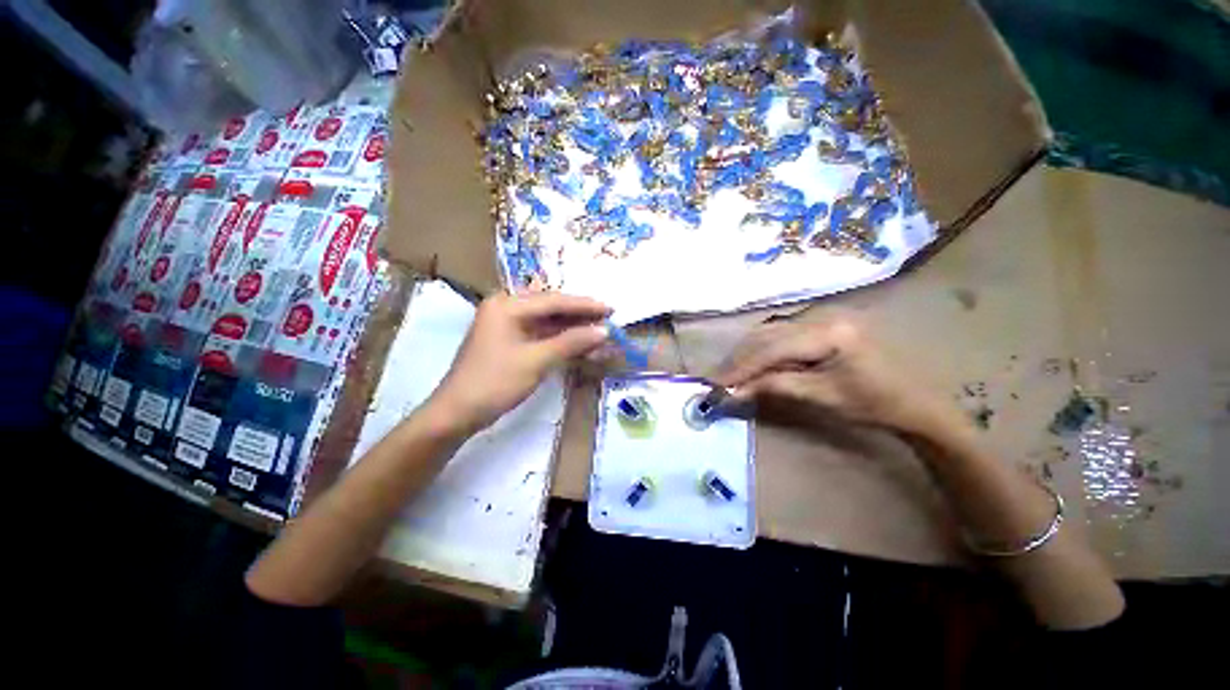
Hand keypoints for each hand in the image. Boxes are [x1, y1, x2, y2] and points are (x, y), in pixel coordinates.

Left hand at [425, 292, 610, 433]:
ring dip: (573, 330)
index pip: (554, 300)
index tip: (611, 309)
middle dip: (580, 316)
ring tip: (600, 334)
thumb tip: (604, 331)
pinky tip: (581, 346)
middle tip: (608, 320)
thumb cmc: (495, 382)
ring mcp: (508, 326)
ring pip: (548, 323)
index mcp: (507, 305)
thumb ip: (571, 342)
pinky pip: (542, 336)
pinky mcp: (511, 342)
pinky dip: (561, 342)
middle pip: (551, 308)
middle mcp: (507, 309)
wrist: (458, 413)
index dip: (584, 305)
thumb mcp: (536, 361)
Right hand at [712, 317, 965, 435]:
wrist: (916, 401)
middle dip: (740, 359)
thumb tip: (735, 391)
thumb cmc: (874, 403)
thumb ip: (775, 387)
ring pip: (770, 332)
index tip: (718, 384)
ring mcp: (822, 317)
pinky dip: (762, 350)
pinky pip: (781, 334)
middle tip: (719, 380)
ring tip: (731, 374)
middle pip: (767, 334)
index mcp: (829, 332)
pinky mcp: (821, 324)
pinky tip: (753, 364)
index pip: (772, 347)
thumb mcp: (822, 397)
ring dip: (748, 354)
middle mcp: (822, 316)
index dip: (741, 367)